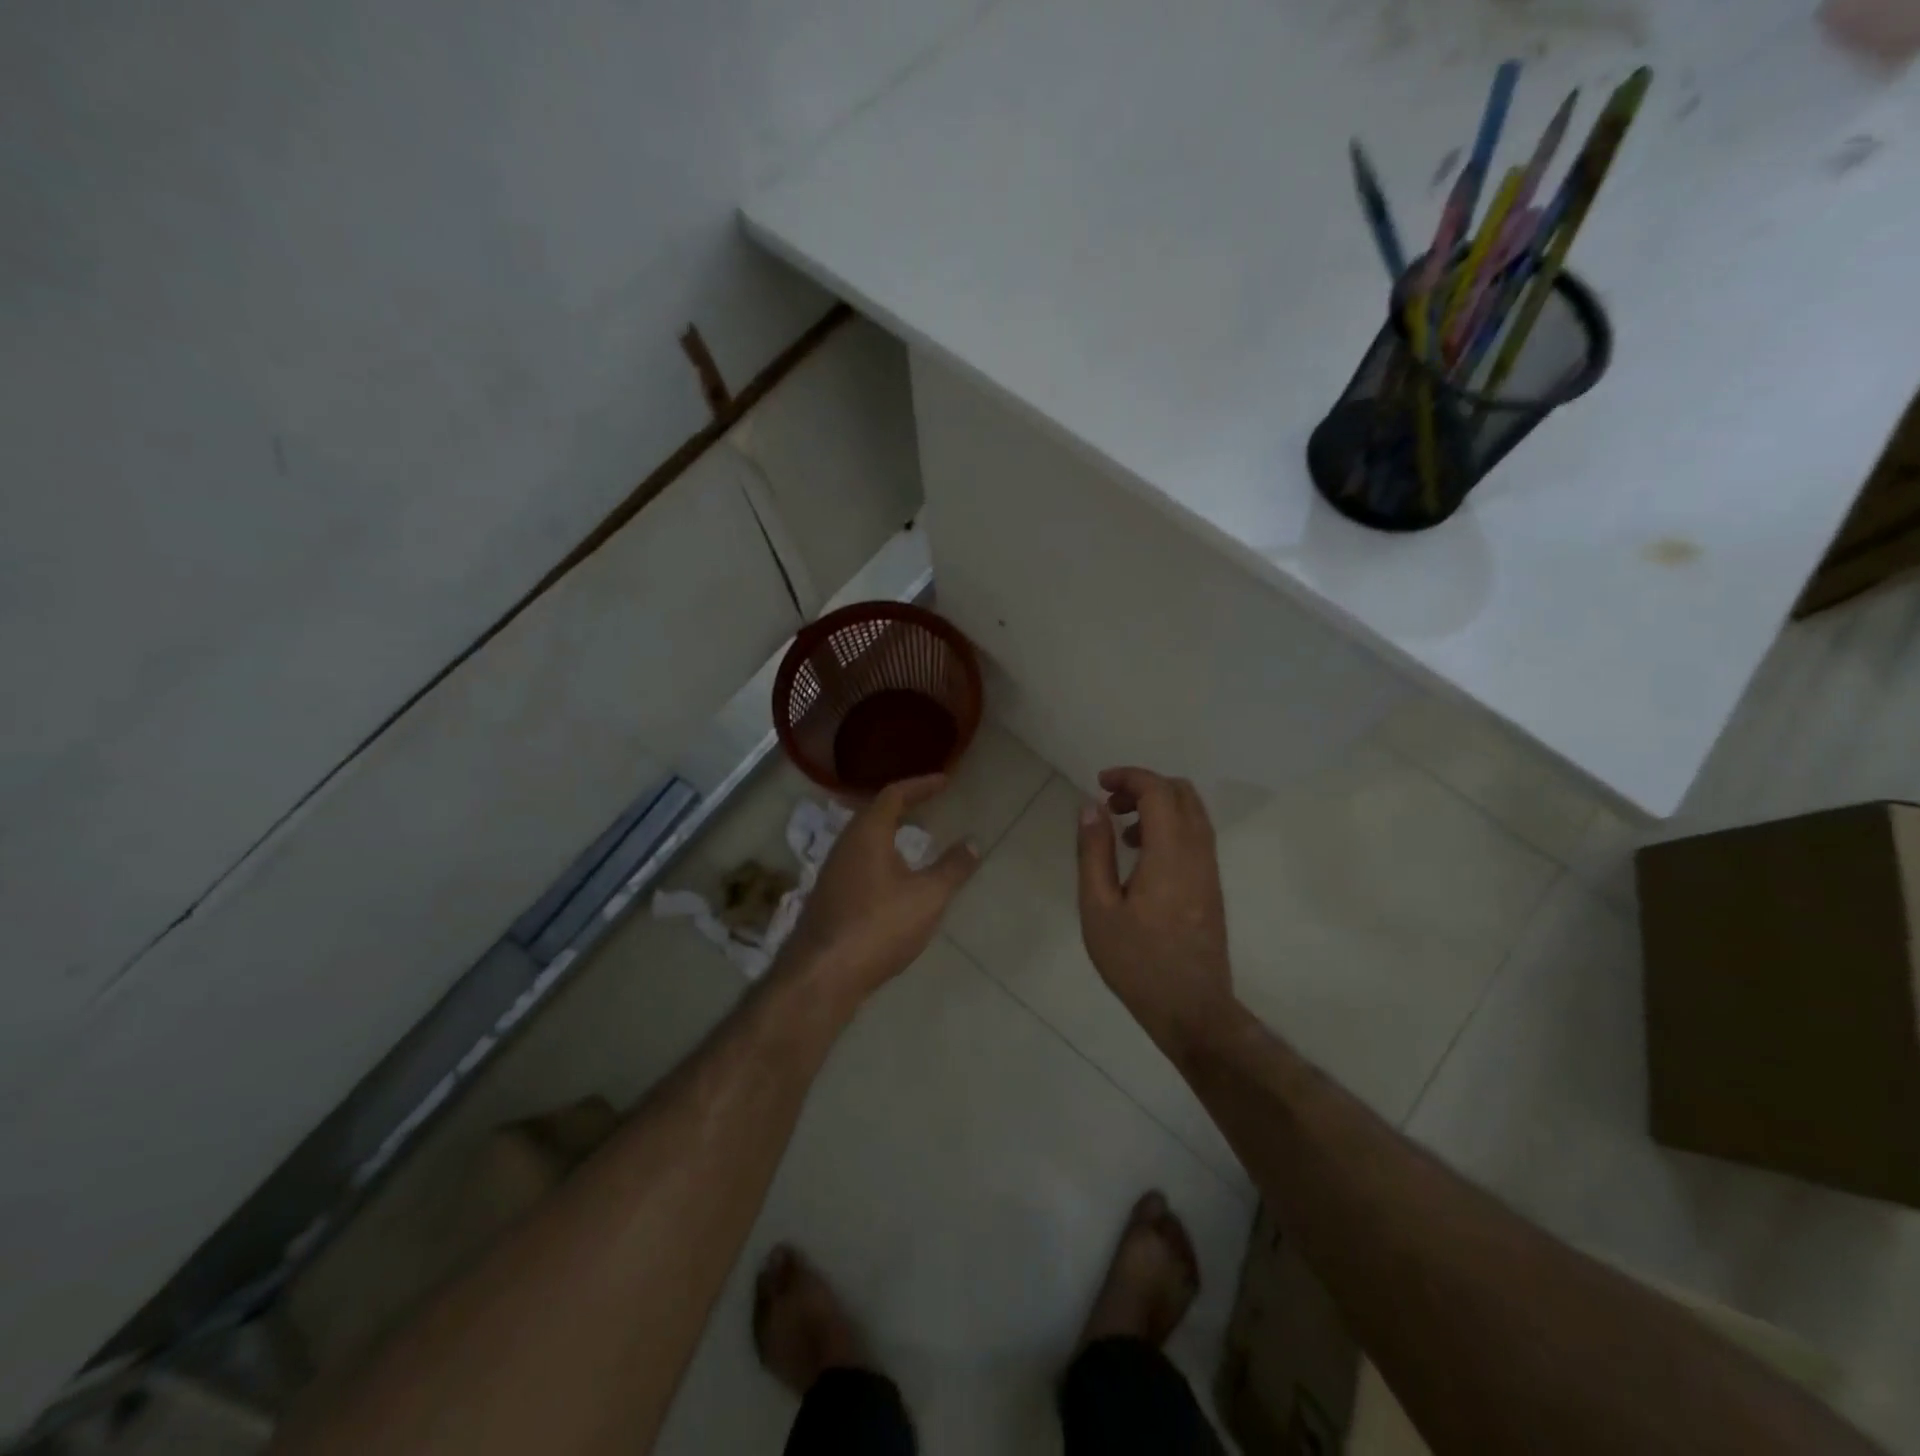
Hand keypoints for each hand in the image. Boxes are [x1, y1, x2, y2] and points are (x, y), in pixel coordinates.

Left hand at [779, 775, 978, 1008]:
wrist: (823, 974)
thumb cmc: (879, 925)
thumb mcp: (927, 897)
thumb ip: (952, 868)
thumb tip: (973, 842)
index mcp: (867, 833)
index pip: (894, 794)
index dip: (920, 785)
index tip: (944, 781)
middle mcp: (845, 844)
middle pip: (874, 814)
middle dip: (903, 807)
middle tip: (928, 806)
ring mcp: (832, 872)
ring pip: (864, 841)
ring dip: (890, 835)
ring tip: (916, 842)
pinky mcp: (829, 898)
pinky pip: (859, 864)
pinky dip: (881, 859)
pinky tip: (894, 881)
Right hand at [1076, 767, 1235, 1047]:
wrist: (1191, 1010)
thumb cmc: (1136, 962)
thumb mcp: (1098, 908)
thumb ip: (1094, 853)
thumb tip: (1090, 808)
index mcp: (1170, 854)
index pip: (1158, 790)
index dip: (1129, 776)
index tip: (1098, 783)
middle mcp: (1198, 853)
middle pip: (1182, 792)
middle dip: (1145, 785)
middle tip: (1110, 804)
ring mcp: (1210, 869)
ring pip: (1193, 813)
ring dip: (1158, 806)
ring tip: (1121, 831)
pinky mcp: (1212, 885)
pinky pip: (1196, 835)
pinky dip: (1170, 826)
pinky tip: (1141, 856)